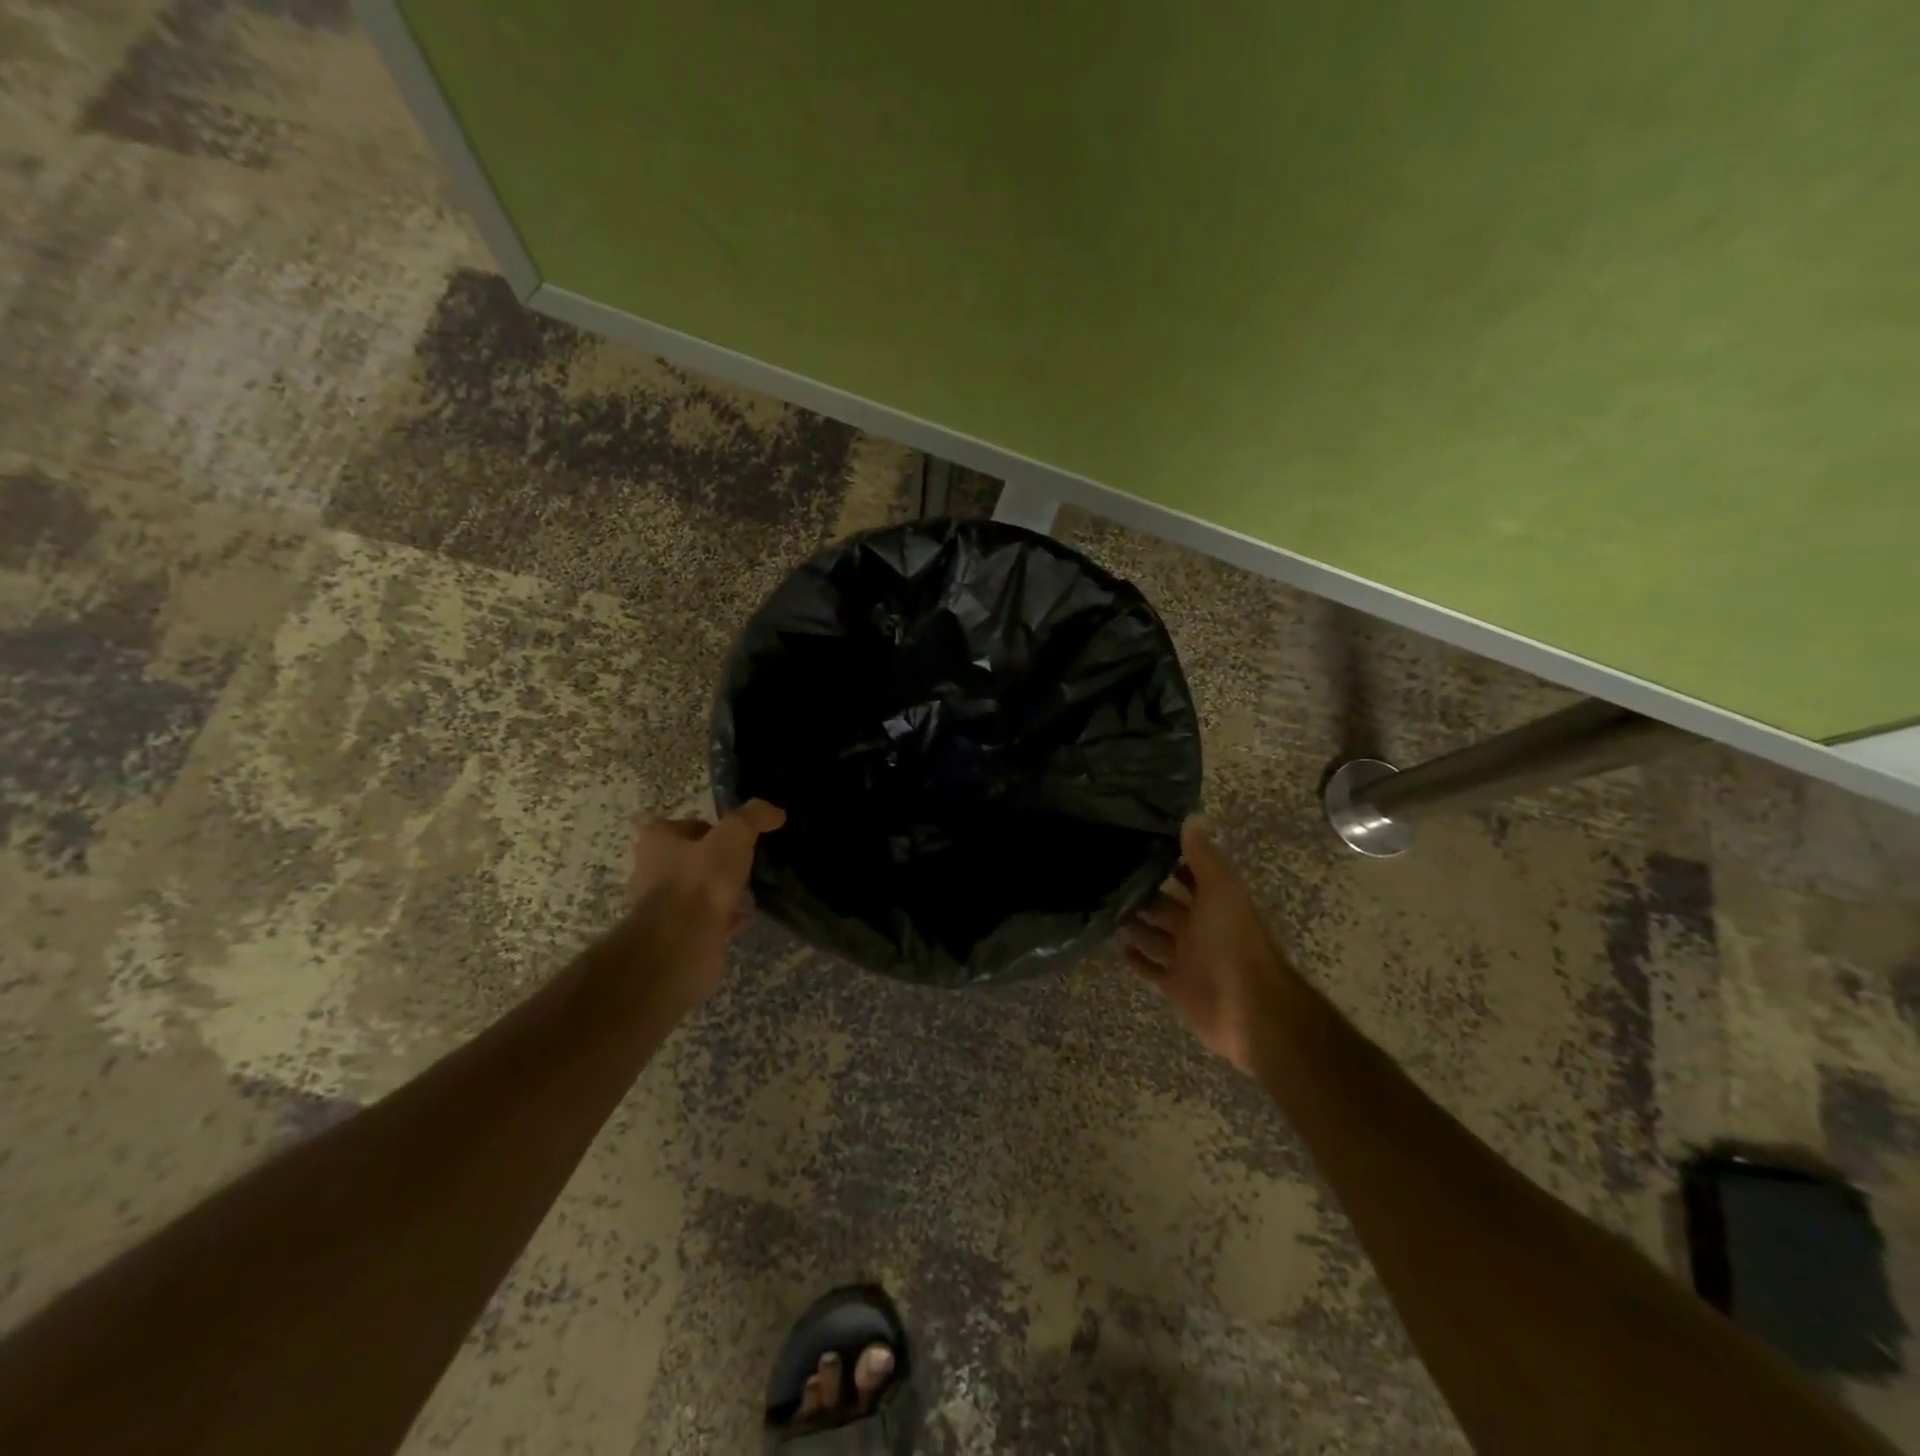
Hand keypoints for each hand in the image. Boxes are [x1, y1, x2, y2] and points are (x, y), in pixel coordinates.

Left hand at [623, 799, 785, 1009]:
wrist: (682, 944)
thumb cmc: (700, 881)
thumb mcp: (733, 836)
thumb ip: (753, 818)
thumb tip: (774, 811)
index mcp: (656, 841)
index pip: (683, 824)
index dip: (711, 827)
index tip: (737, 836)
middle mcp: (652, 871)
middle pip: (690, 858)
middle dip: (716, 859)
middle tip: (747, 860)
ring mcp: (663, 906)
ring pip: (699, 889)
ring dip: (722, 888)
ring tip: (752, 887)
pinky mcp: (679, 933)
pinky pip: (708, 918)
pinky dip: (727, 915)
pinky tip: (749, 914)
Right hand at [1120, 817, 1287, 1072]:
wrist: (1248, 1008)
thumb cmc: (1232, 942)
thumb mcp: (1220, 889)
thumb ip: (1203, 856)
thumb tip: (1191, 816)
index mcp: (1214, 903)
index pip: (1189, 876)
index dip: (1170, 862)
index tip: (1138, 845)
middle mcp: (1200, 928)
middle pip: (1168, 906)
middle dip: (1145, 892)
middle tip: (1108, 875)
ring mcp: (1187, 958)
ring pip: (1155, 936)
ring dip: (1135, 923)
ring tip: (1103, 905)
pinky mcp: (1175, 986)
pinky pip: (1151, 969)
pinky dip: (1136, 959)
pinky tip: (1114, 946)